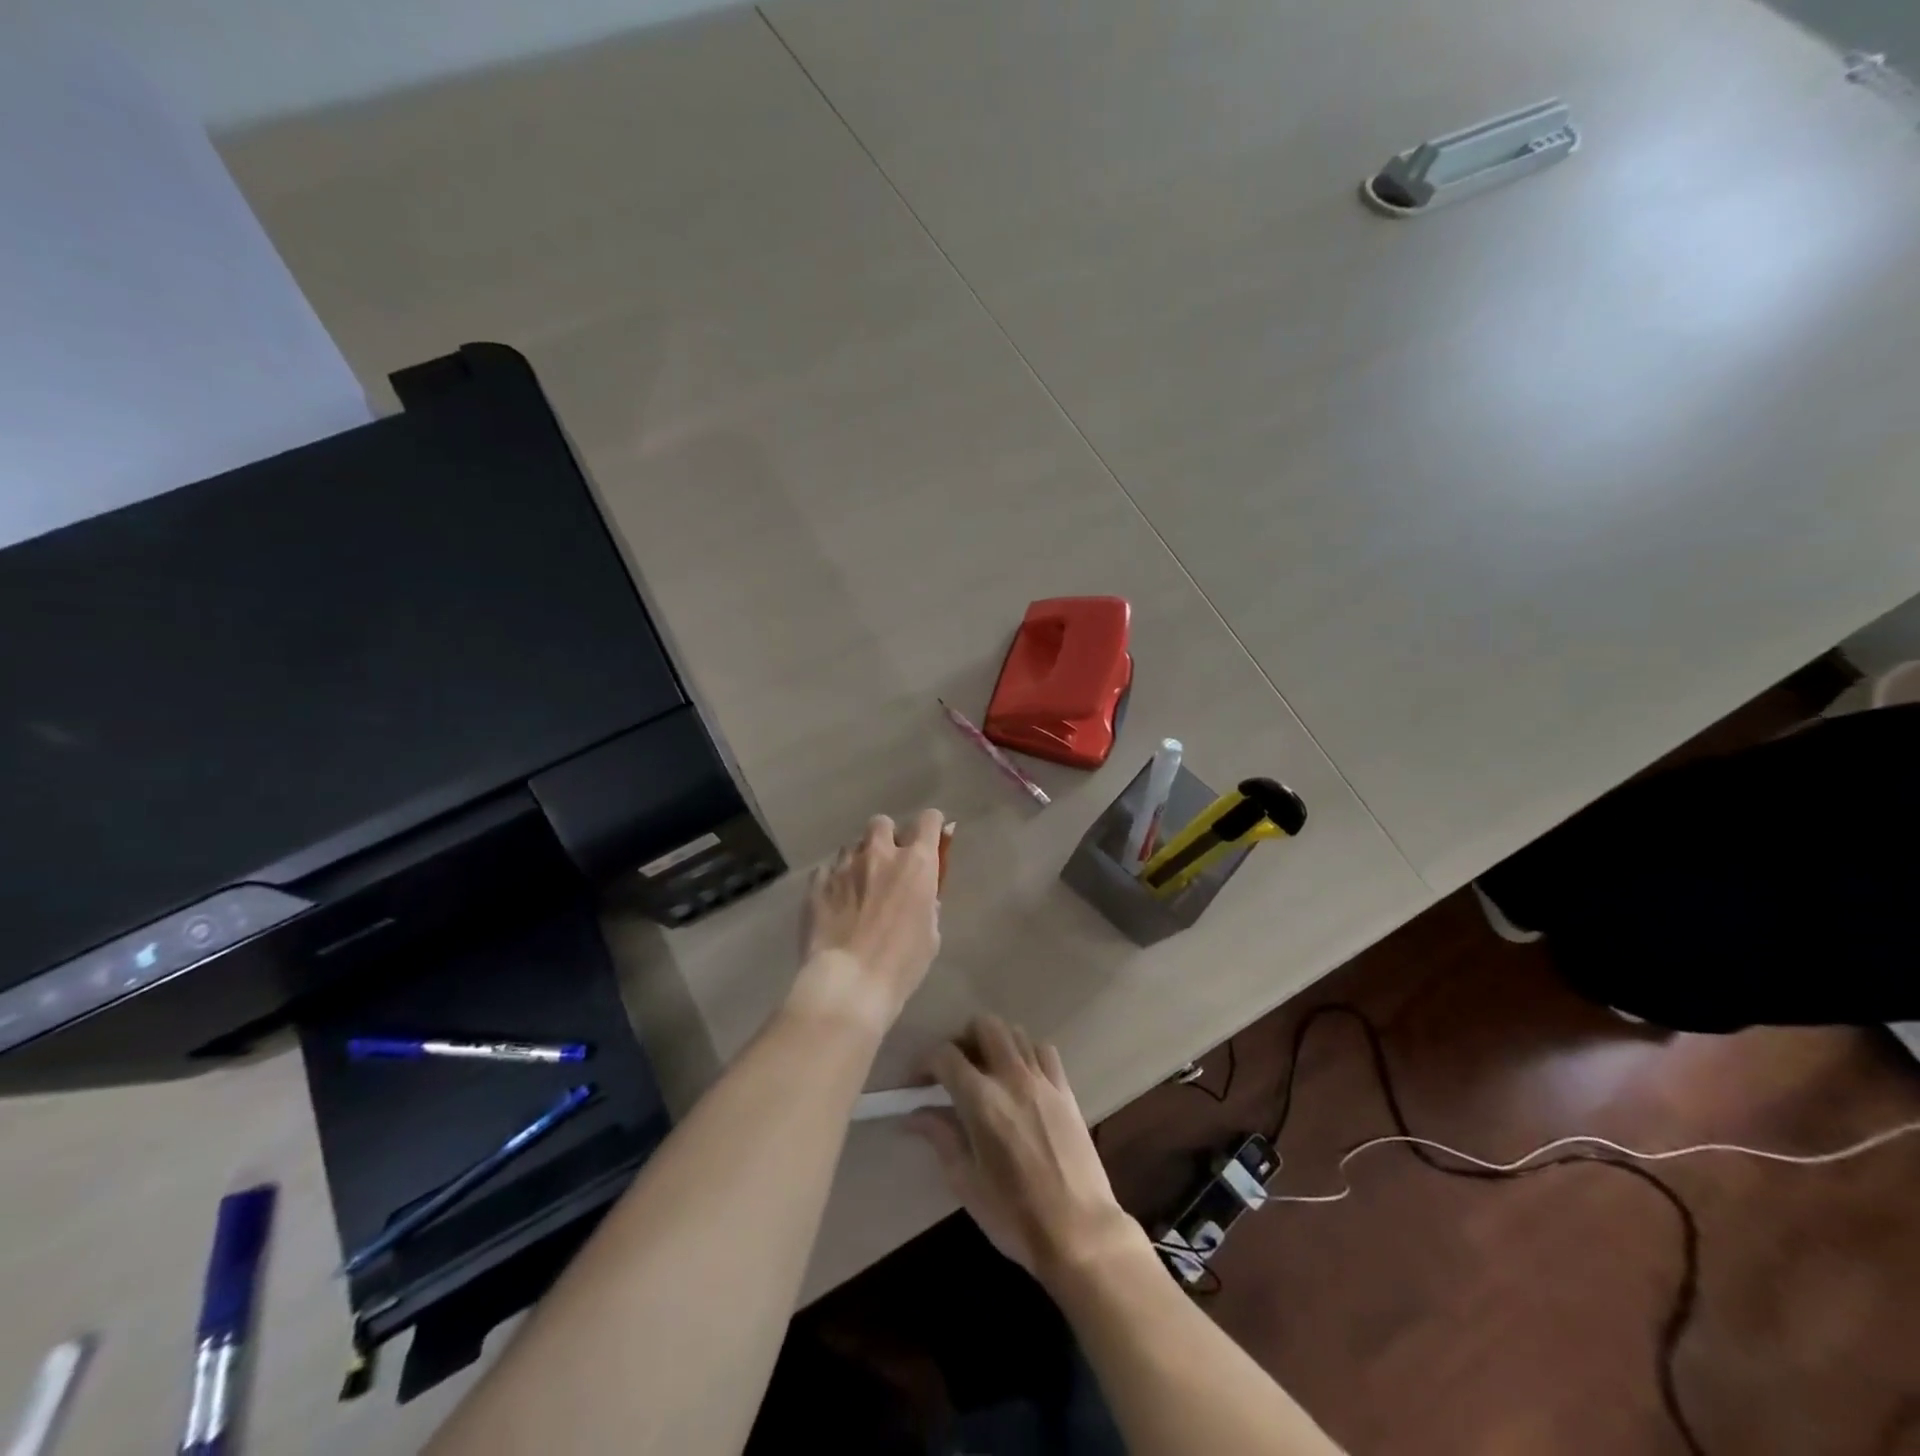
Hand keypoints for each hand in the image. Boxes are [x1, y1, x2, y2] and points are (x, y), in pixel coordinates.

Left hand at [790, 810, 944, 1032]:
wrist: (848, 983)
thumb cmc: (901, 964)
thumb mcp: (930, 934)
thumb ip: (926, 902)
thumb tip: (921, 893)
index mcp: (916, 863)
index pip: (929, 820)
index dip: (931, 827)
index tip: (930, 841)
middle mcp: (880, 853)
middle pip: (883, 823)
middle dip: (887, 838)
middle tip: (888, 866)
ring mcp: (844, 865)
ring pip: (852, 846)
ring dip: (858, 860)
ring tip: (857, 889)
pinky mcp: (816, 882)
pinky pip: (827, 870)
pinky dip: (834, 881)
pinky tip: (835, 905)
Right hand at [910, 1015, 1138, 1285]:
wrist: (1079, 1231)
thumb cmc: (1014, 1215)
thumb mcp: (965, 1182)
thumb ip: (940, 1137)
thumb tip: (912, 1115)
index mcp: (981, 1100)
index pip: (945, 1056)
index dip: (924, 1063)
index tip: (916, 1084)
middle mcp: (1011, 1077)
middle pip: (984, 1025)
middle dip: (963, 1039)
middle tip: (954, 1070)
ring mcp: (1042, 1079)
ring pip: (1015, 1033)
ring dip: (995, 1043)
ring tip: (986, 1072)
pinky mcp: (1065, 1089)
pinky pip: (1044, 1051)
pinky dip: (1027, 1053)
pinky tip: (1021, 1078)